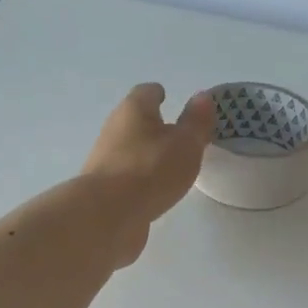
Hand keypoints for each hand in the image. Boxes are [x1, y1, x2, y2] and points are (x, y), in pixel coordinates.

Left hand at [82, 83, 215, 265]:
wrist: (108, 215)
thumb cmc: (151, 170)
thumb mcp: (185, 144)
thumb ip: (196, 122)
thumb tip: (202, 96)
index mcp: (133, 110)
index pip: (147, 93)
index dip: (159, 94)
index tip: (169, 98)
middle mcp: (114, 130)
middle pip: (135, 121)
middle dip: (153, 126)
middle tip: (178, 135)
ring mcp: (105, 161)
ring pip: (130, 150)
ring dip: (147, 154)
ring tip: (171, 166)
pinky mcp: (104, 189)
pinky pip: (127, 177)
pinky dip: (140, 179)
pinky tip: (155, 190)